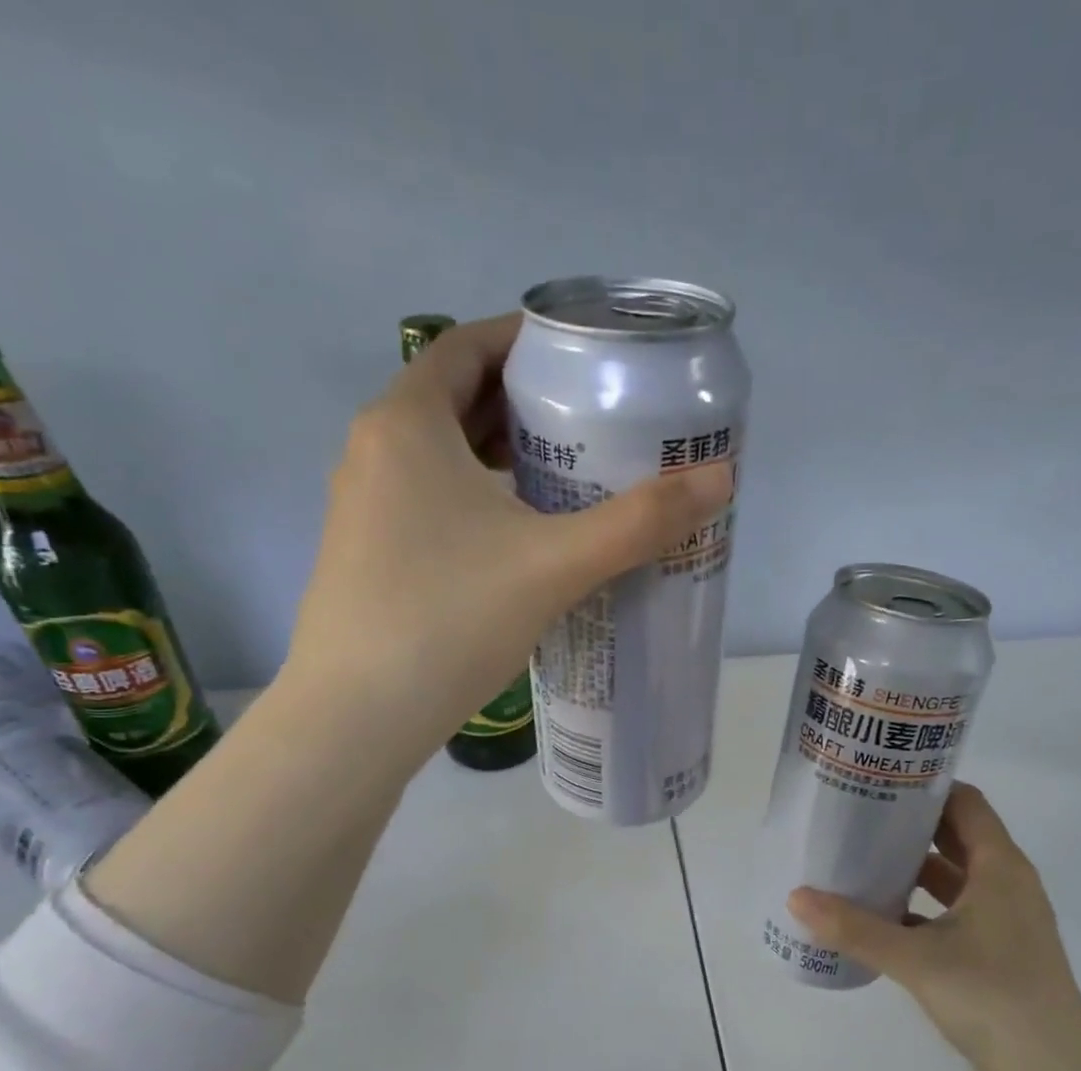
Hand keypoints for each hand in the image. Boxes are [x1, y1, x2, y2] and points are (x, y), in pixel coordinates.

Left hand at [282, 313, 734, 759]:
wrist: (357, 717)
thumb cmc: (449, 618)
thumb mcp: (554, 563)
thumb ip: (639, 521)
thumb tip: (722, 478)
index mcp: (406, 424)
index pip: (464, 346)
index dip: (523, 342)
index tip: (582, 358)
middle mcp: (373, 452)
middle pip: (456, 401)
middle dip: (523, 403)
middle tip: (592, 421)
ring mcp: (363, 509)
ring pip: (442, 458)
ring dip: (501, 457)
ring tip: (568, 476)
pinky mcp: (369, 557)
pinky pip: (430, 502)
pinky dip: (478, 499)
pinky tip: (521, 539)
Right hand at [785, 782, 1080, 1070]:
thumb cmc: (993, 998)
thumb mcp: (916, 958)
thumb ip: (855, 927)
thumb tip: (796, 897)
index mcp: (1000, 867)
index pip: (965, 803)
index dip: (926, 788)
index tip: (879, 782)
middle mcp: (1006, 884)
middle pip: (957, 836)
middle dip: (911, 826)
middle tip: (858, 817)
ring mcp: (1005, 921)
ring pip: (954, 877)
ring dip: (914, 868)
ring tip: (861, 859)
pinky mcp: (997, 953)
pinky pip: (954, 912)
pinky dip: (921, 907)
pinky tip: (881, 915)